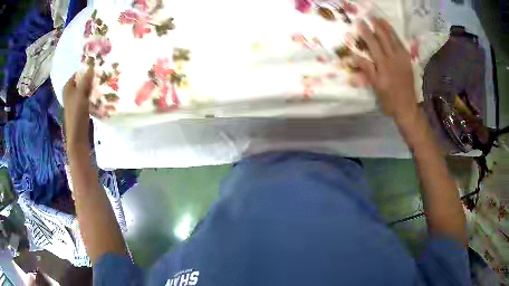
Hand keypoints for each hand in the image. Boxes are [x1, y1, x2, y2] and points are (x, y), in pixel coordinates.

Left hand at [64, 67, 93, 146]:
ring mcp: (75, 102)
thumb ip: (86, 80)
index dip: (86, 70)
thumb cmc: (77, 114)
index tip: (96, 68)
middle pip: (81, 82)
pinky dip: (92, 96)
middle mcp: (70, 93)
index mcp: (68, 88)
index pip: (77, 73)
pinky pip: (86, 98)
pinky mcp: (80, 109)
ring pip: (84, 90)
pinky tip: (99, 96)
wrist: (77, 136)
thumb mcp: (81, 94)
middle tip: (101, 75)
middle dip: (90, 78)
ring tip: (102, 84)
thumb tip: (91, 66)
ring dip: (92, 87)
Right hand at [353, 18, 418, 128]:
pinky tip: (393, 33)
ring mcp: (402, 59)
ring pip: (394, 40)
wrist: (407, 107)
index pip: (373, 44)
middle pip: (384, 38)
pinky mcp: (408, 62)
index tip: (360, 22)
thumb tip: (354, 56)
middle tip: (371, 16)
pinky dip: (397, 37)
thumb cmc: (389, 99)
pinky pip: (402, 46)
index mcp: (384, 64)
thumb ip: (367, 69)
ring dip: (387, 28)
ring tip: (381, 19)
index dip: (366, 32)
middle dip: (377, 26)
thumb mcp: (375, 86)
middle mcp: (394, 58)